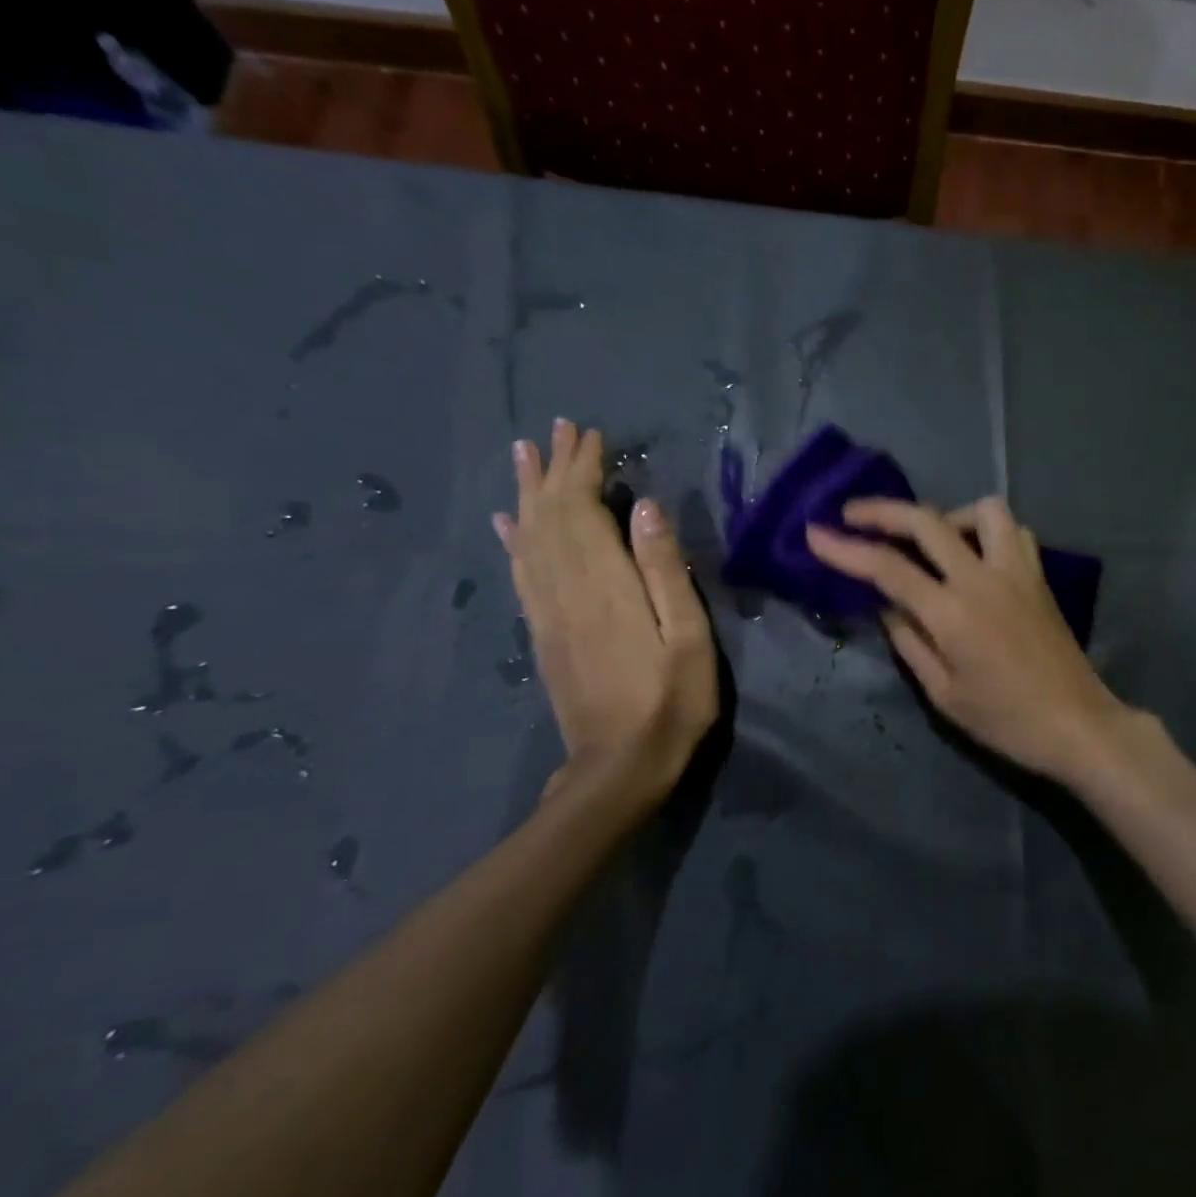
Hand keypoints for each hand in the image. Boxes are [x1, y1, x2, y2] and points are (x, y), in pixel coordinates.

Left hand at [494, 419, 716, 805]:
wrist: (619, 768)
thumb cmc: (671, 702)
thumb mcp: (688, 638)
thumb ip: (665, 571)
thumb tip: (645, 507)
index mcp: (605, 585)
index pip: (583, 510)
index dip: (583, 469)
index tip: (590, 434)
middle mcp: (566, 589)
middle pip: (550, 516)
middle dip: (553, 468)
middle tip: (556, 429)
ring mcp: (548, 612)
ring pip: (530, 538)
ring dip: (527, 493)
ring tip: (523, 455)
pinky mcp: (542, 633)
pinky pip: (521, 573)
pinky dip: (514, 540)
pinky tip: (507, 523)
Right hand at [806, 497, 1127, 782]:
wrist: (1077, 724)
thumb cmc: (1005, 720)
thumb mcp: (943, 693)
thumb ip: (909, 641)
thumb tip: (887, 605)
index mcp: (952, 613)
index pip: (887, 568)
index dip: (845, 548)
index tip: (814, 533)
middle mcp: (983, 578)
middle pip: (927, 521)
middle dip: (882, 511)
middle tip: (852, 514)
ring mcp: (1017, 571)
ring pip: (983, 510)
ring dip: (948, 515)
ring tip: (932, 541)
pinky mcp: (1039, 576)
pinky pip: (1013, 531)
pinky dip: (987, 531)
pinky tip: (976, 556)